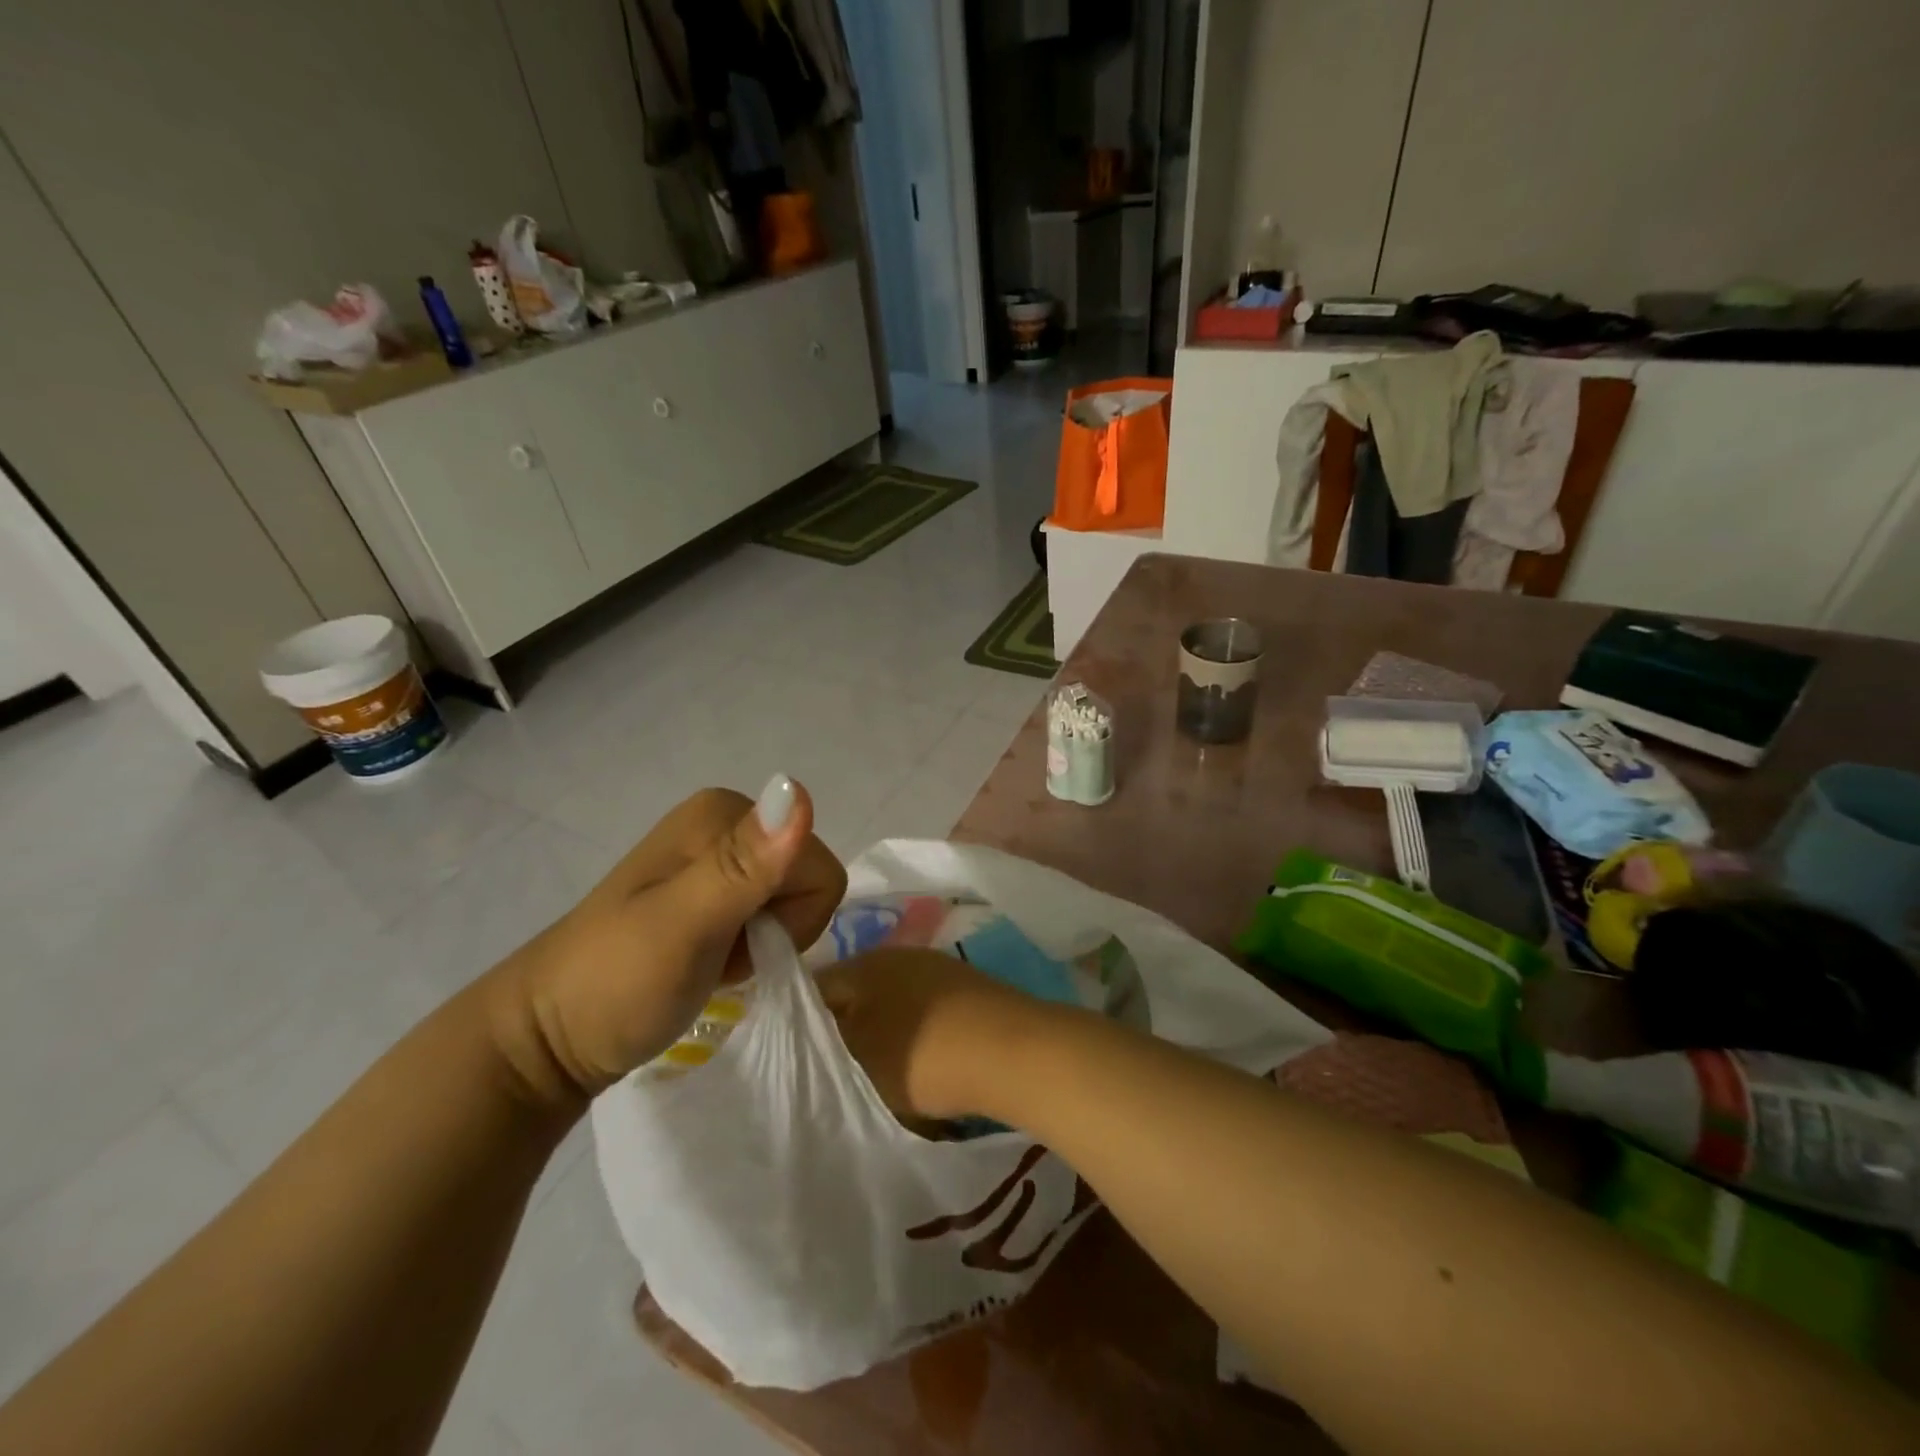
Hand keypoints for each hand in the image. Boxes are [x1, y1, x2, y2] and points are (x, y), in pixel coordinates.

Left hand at [489, 776, 846, 1106]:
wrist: (549, 1038)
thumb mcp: (683, 926)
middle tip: (720, 952)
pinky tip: (712, 958)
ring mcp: (715, 857)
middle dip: (779, 927)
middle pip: (808, 878)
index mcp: (722, 812)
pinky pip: (768, 911)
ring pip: (793, 898)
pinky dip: (750, 944)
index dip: (791, 919)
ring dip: (764, 940)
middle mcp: (724, 821)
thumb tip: (795, 788)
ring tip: (711, 958)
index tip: (735, 941)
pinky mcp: (710, 889)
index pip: (818, 867)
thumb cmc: (615, 983)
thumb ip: (743, 865)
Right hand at [816, 947, 1051, 1122]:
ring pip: (893, 1004)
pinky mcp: (968, 991)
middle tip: (836, 1071)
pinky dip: (917, 1036)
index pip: (817, 987)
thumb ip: (824, 1048)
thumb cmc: (923, 1055)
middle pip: (857, 994)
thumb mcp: (858, 1059)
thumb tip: (810, 1039)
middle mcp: (900, 956)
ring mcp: (939, 970)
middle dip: (845, 1029)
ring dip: (882, 1034)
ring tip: (879, 1075)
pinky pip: (925, 1012)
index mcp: (866, 963)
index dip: (802, 1024)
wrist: (1013, 1052)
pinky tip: (923, 1064)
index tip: (798, 1060)